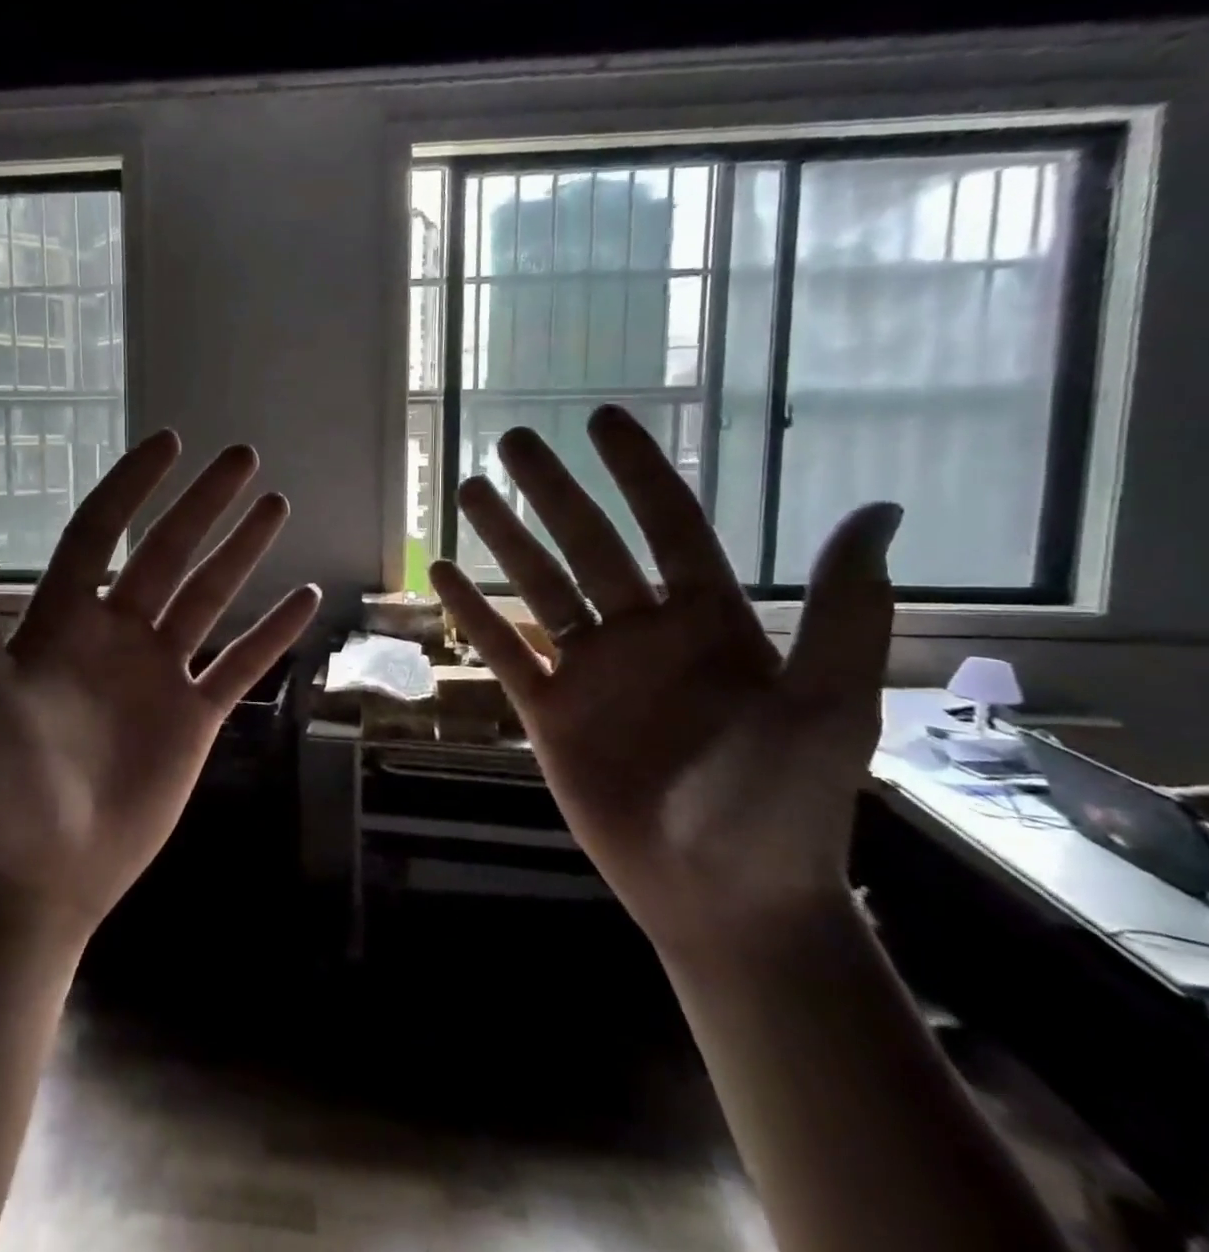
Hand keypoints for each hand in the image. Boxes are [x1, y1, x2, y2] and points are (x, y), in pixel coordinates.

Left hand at [0, 431, 320, 938]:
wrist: (39, 872)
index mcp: (64, 620)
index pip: (101, 533)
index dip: (132, 486)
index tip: (169, 443)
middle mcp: (117, 635)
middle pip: (168, 553)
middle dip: (204, 504)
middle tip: (243, 458)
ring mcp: (160, 675)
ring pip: (210, 597)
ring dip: (243, 552)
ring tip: (276, 506)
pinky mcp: (195, 717)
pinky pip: (240, 664)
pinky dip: (271, 633)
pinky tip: (304, 598)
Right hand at [428, 406, 900, 956]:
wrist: (723, 898)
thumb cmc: (782, 805)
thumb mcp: (826, 708)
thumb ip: (841, 612)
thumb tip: (875, 509)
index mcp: (706, 621)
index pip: (667, 525)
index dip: (636, 471)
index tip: (602, 420)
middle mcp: (642, 633)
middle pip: (588, 545)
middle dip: (552, 491)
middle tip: (514, 440)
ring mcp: (590, 671)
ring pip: (538, 588)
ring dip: (505, 540)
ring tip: (471, 491)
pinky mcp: (549, 712)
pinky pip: (504, 651)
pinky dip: (473, 614)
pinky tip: (443, 576)